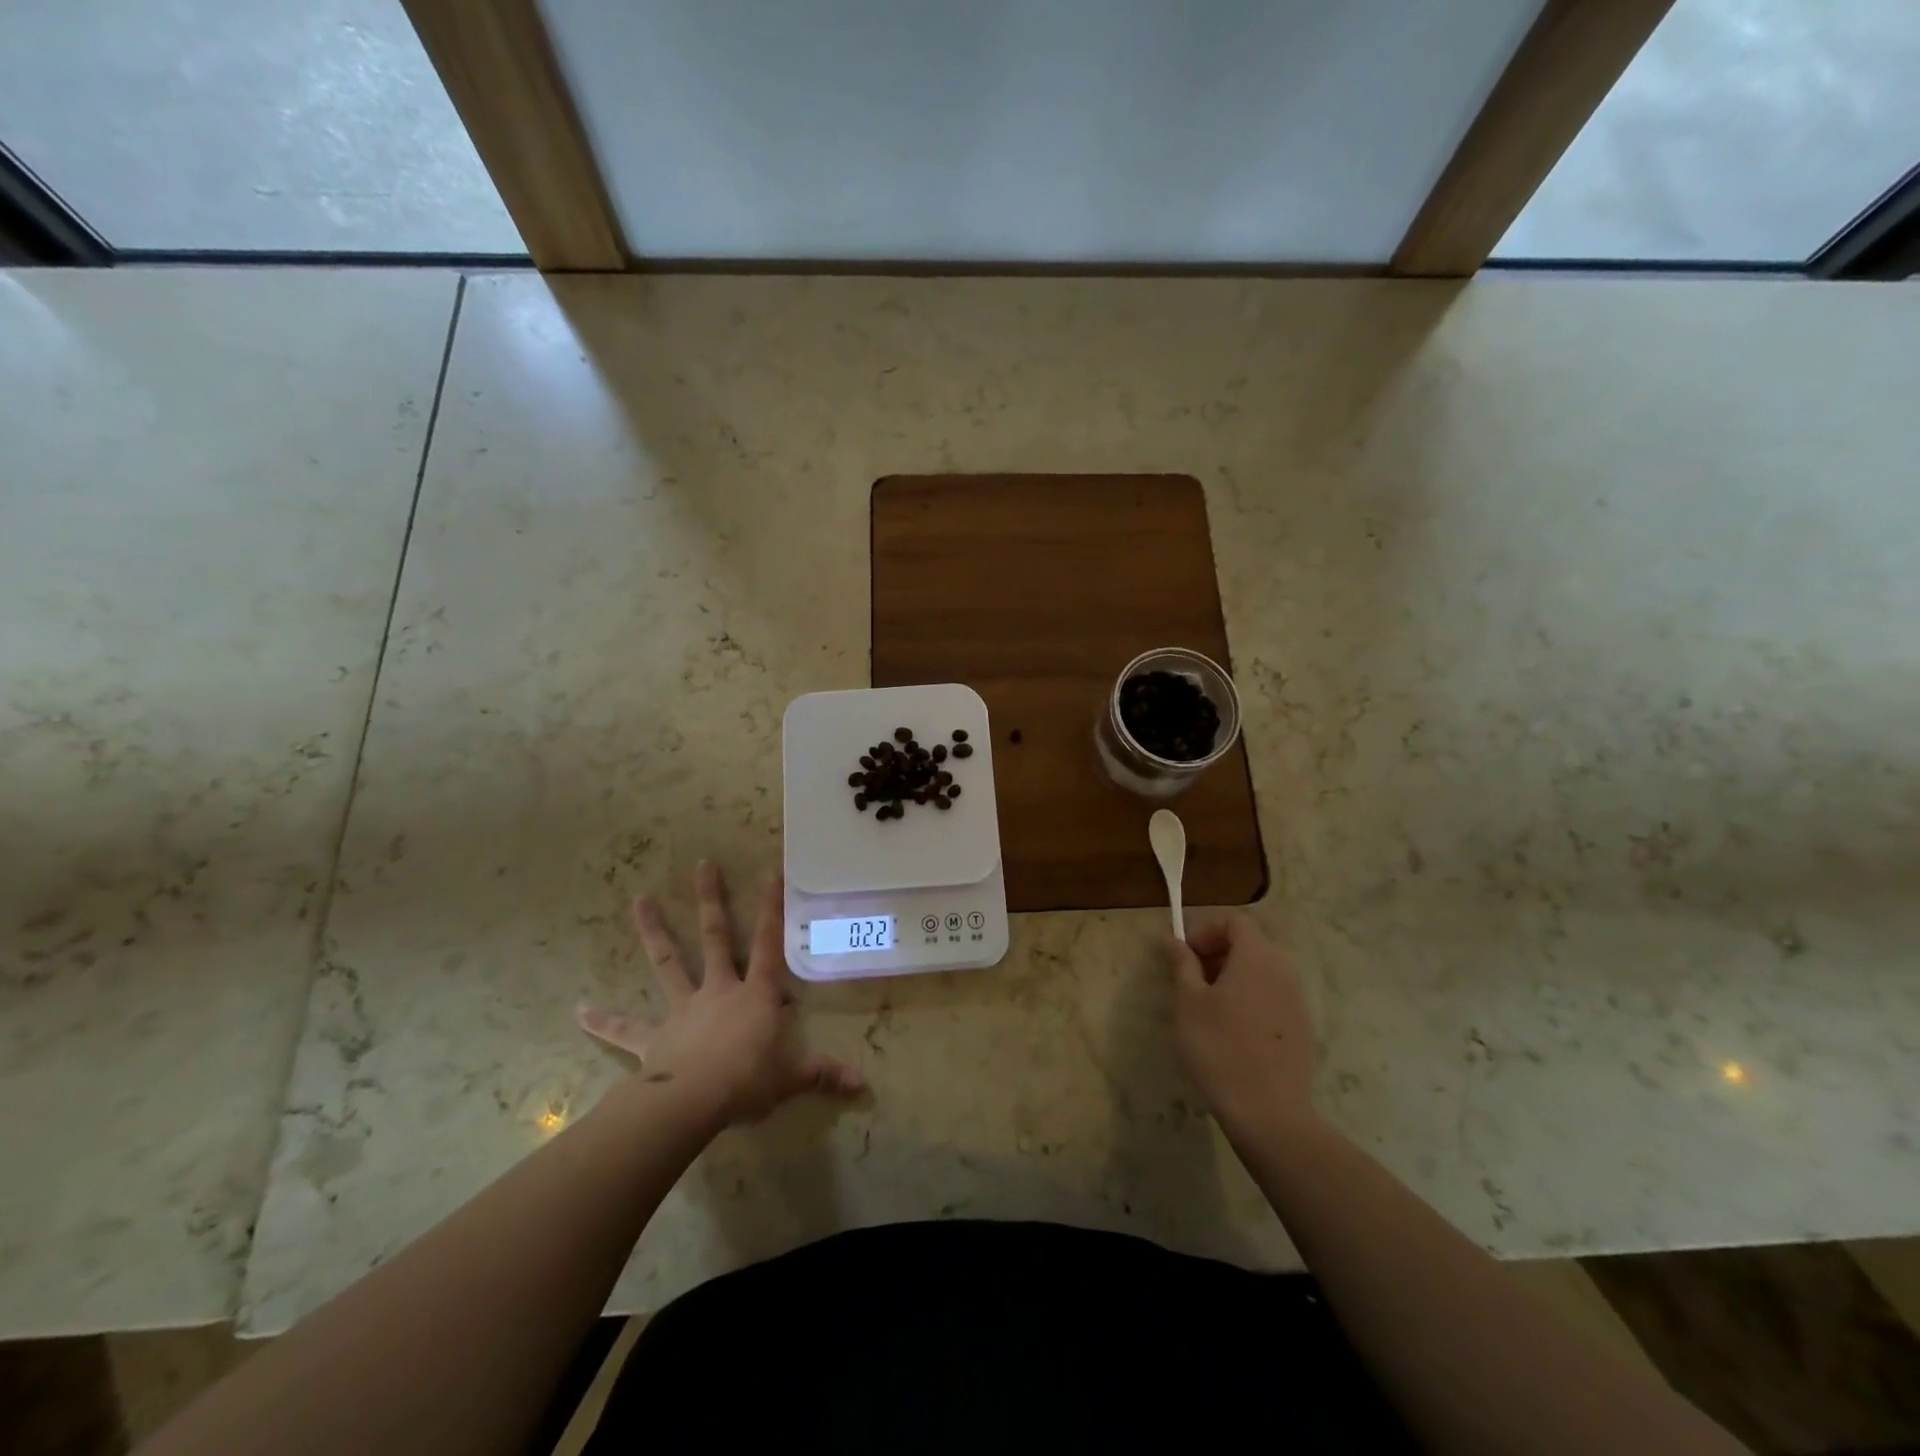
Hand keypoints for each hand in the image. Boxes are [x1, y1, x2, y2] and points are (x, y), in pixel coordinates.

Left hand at [578, 861, 864, 1127]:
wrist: (692, 1103)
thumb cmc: (747, 1082)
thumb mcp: (791, 1078)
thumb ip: (823, 1075)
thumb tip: (863, 1084)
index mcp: (754, 996)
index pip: (768, 944)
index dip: (772, 908)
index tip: (771, 871)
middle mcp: (718, 991)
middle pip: (714, 938)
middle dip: (711, 900)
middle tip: (701, 863)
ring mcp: (682, 1010)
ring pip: (668, 963)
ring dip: (654, 931)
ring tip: (640, 899)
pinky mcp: (653, 1037)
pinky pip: (625, 1029)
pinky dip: (602, 1021)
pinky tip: (578, 1010)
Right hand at [1164, 915, 1317, 1135]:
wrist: (1269, 1114)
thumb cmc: (1219, 1048)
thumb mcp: (1188, 1002)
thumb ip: (1181, 964)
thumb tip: (1172, 939)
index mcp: (1256, 958)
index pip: (1234, 922)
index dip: (1205, 930)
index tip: (1184, 955)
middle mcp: (1283, 971)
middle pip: (1250, 944)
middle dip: (1217, 952)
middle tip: (1190, 979)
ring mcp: (1297, 1001)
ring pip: (1262, 972)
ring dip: (1233, 976)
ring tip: (1208, 1006)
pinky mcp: (1302, 1029)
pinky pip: (1272, 997)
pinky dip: (1250, 998)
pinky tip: (1232, 1031)